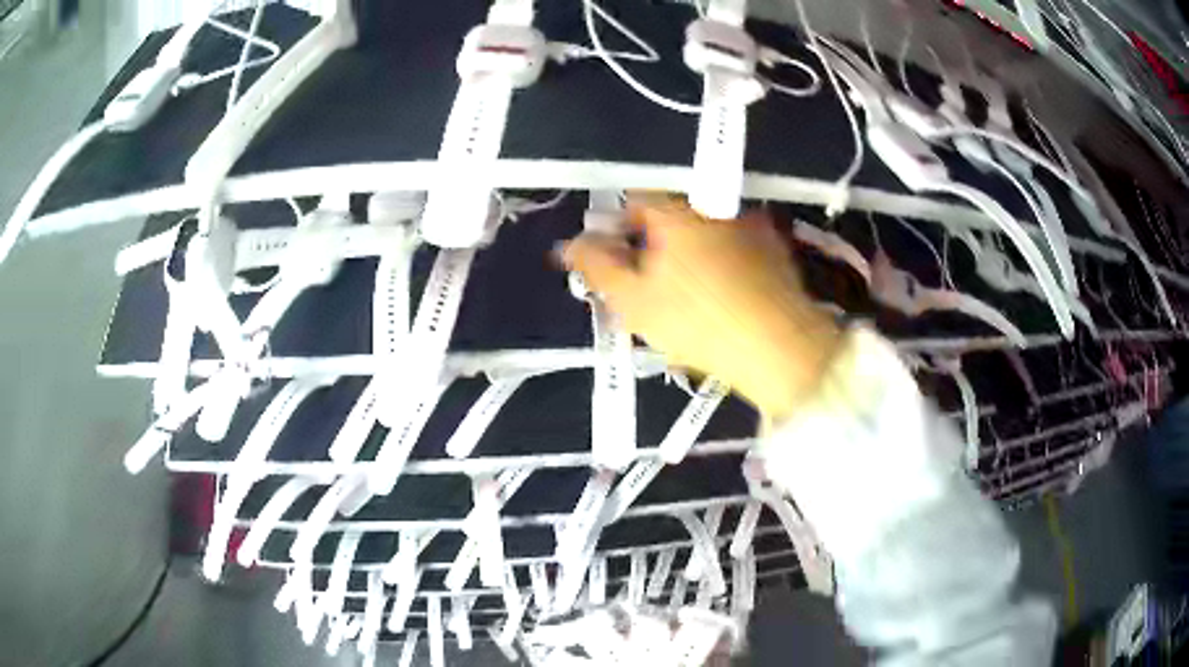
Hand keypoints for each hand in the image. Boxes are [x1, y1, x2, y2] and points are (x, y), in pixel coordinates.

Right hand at [561, 195, 840, 420]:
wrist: (779, 348)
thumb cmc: (699, 322)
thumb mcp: (632, 299)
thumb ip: (594, 265)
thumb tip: (571, 245)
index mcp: (676, 210)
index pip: (632, 201)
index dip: (615, 231)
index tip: (614, 264)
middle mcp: (714, 206)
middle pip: (669, 217)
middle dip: (650, 247)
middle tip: (646, 290)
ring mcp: (750, 225)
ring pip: (702, 234)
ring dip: (684, 256)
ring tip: (683, 302)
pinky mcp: (775, 249)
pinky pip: (733, 248)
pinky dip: (718, 265)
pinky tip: (718, 301)